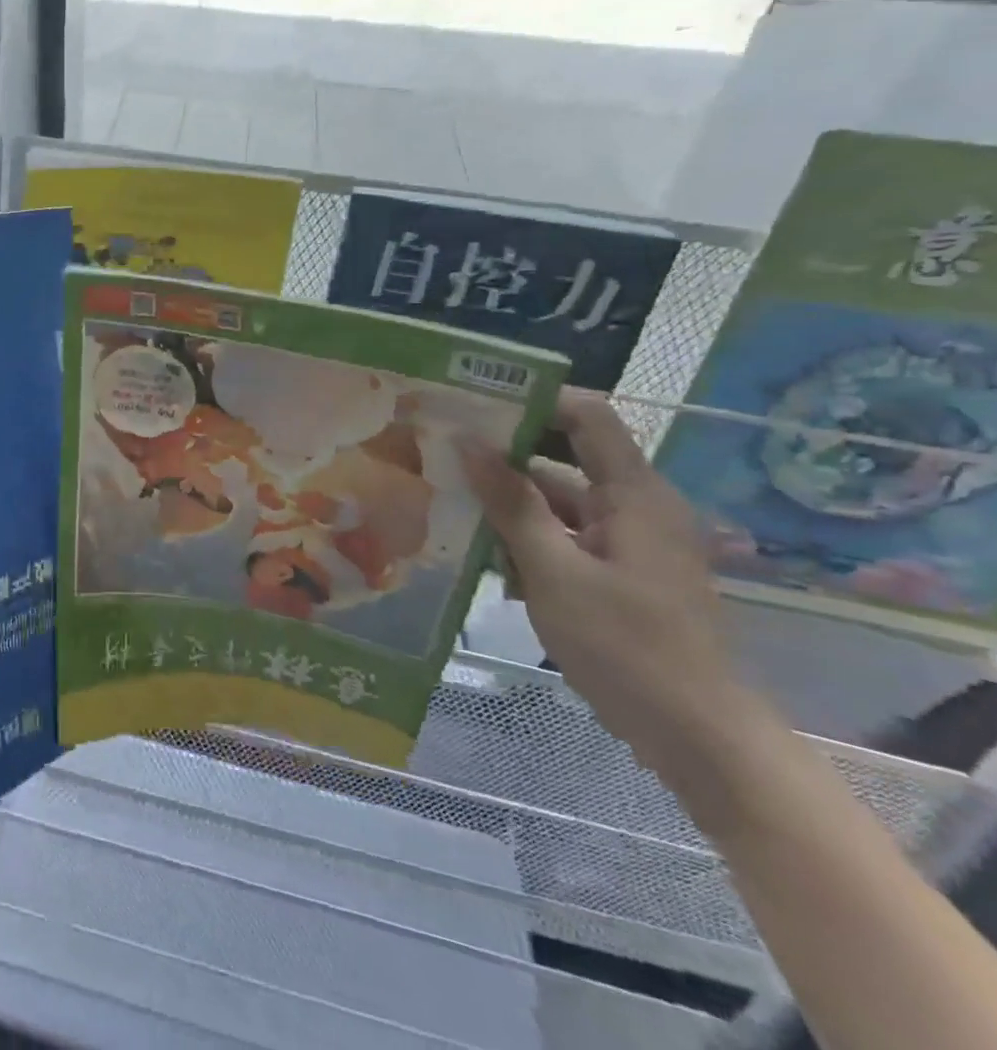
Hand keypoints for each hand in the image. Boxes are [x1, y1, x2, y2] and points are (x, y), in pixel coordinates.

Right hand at [461, 391, 761, 789]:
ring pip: (557, 504)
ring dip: (508, 505)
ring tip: (447, 503)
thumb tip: (468, 442)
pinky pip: (564, 538)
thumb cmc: (626, 645)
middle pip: (564, 460)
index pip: (587, 418)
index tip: (473, 404)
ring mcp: (628, 544)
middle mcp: (635, 508)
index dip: (534, 401)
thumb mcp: (554, 571)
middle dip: (504, 457)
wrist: (696, 737)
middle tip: (442, 451)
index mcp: (634, 494)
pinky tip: (483, 557)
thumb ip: (511, 503)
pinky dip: (527, 541)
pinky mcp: (619, 575)